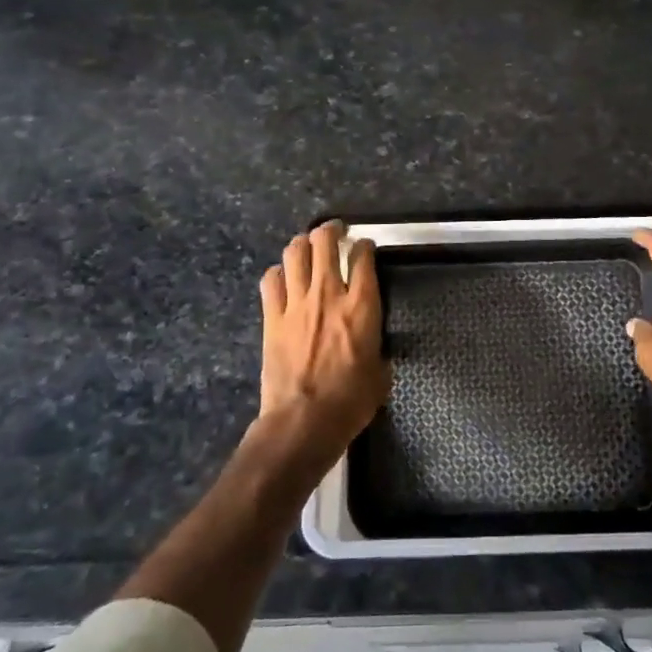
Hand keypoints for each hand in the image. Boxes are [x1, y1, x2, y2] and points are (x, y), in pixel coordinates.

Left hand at [258, 221, 390, 453]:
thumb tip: (373, 344)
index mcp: (361, 306)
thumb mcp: (380, 373)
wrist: (303, 421)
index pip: (363, 257)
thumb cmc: (350, 402)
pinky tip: (283, 276)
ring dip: (302, 244)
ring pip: (294, 253)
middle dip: (331, 230)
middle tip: (335, 231)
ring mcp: (296, 303)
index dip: (365, 246)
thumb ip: (377, 347)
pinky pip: (271, 281)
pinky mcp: (272, 318)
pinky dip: (278, 272)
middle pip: (324, 242)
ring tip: (308, 245)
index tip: (365, 247)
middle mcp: (328, 294)